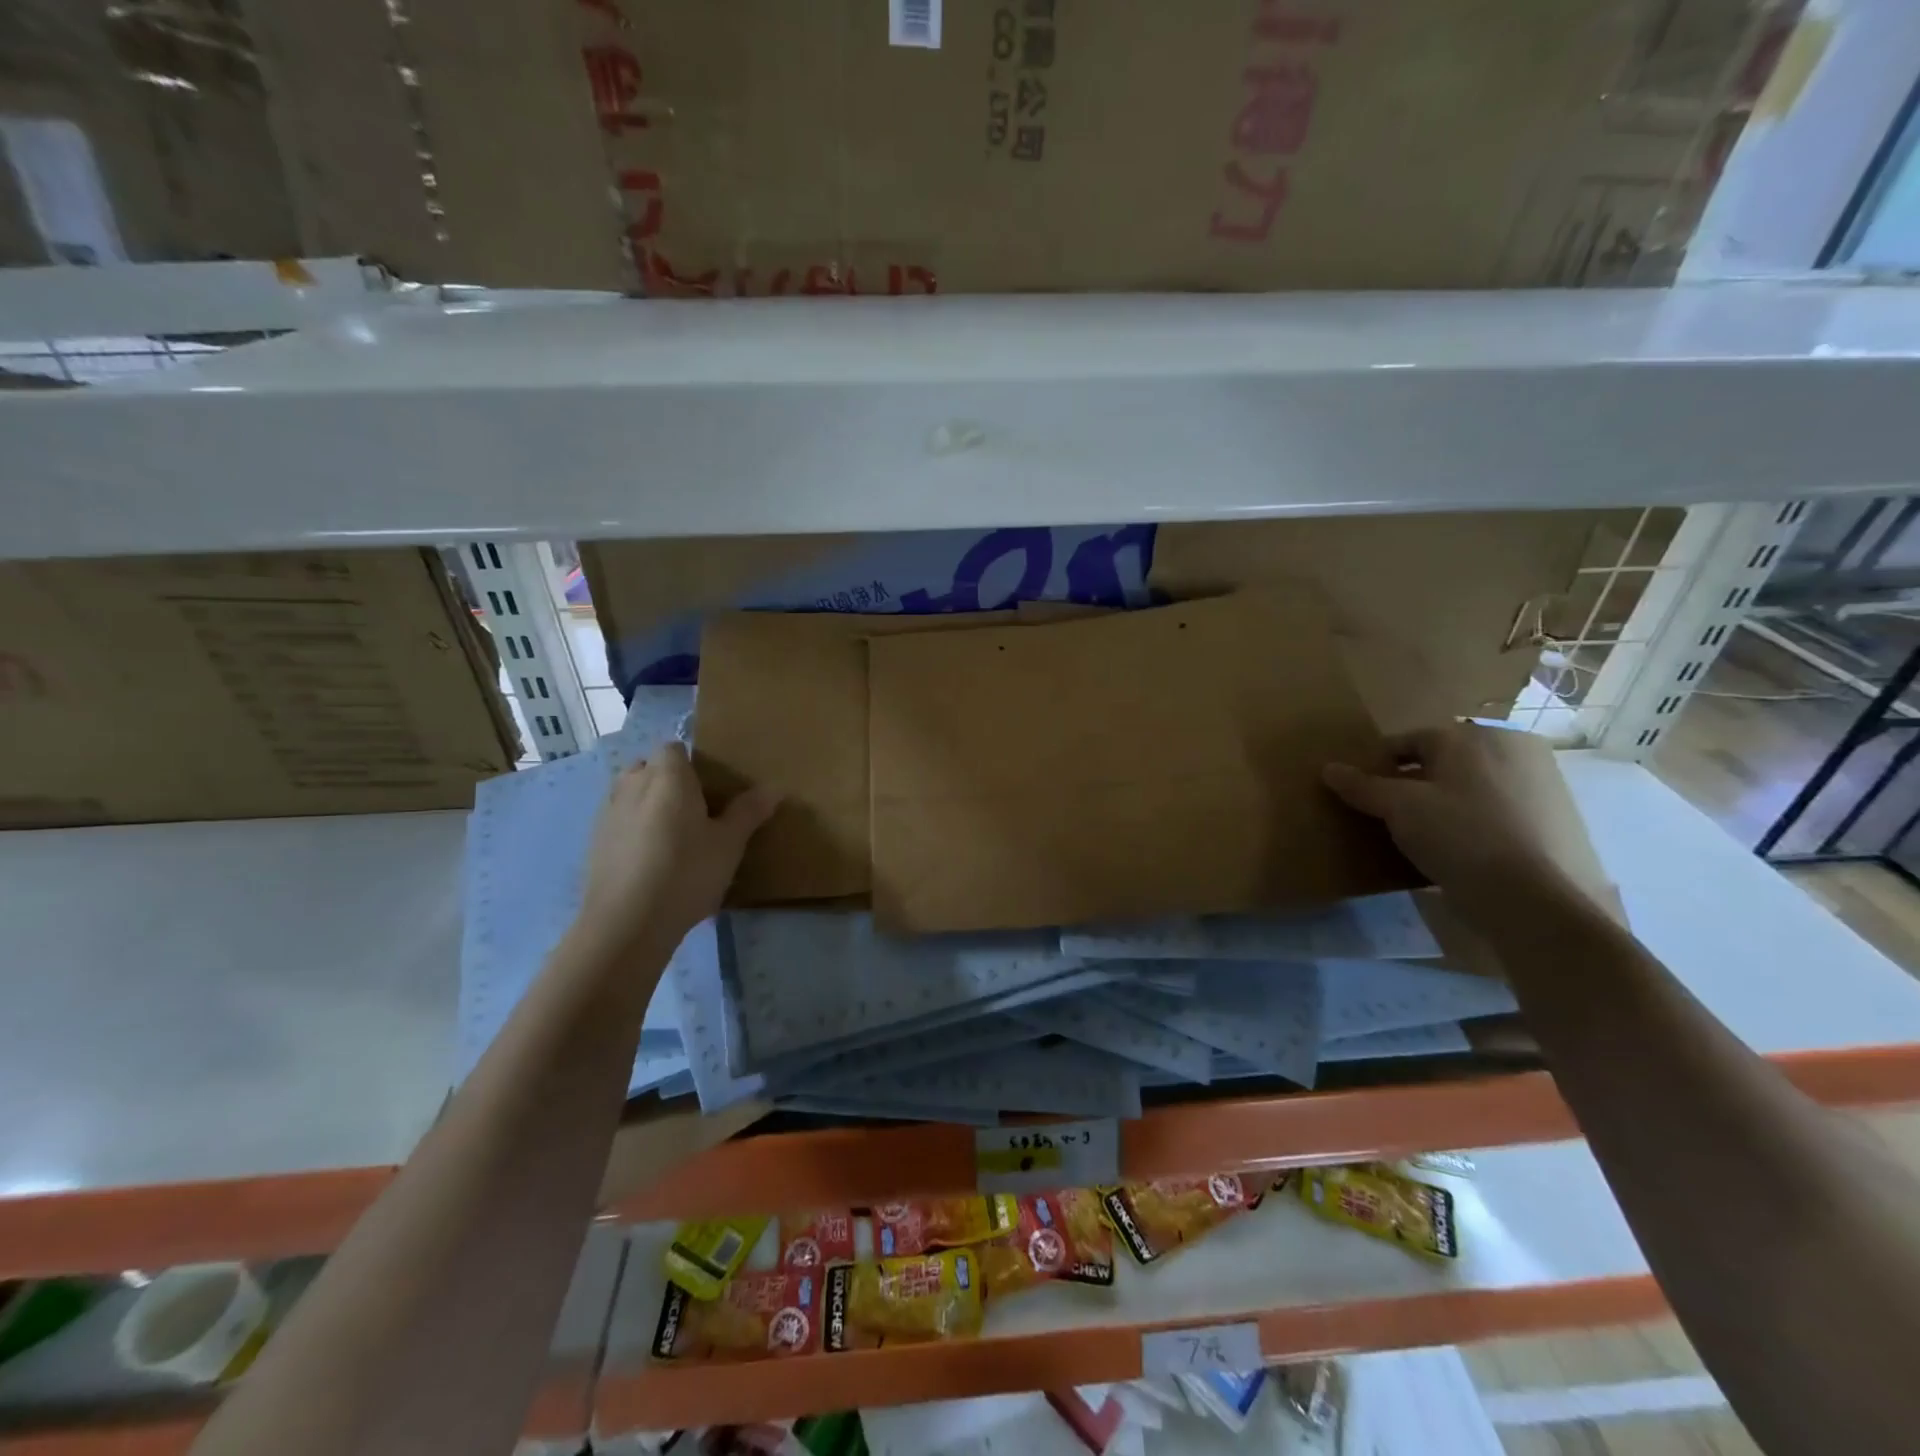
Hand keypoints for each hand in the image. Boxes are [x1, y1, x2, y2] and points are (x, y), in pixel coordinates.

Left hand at [578, 742, 777, 950]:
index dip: (691, 762)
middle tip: (695, 809)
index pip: (674, 748)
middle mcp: (632, 785)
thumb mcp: (729, 844)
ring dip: (648, 803)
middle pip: (648, 767)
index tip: (710, 786)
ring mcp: (607, 813)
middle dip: (667, 780)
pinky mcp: (594, 843)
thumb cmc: (686, 872)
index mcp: (667, 776)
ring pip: (630, 793)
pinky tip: (651, 860)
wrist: (626, 923)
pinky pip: (619, 822)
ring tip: (673, 834)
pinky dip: (633, 830)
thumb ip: (749, 812)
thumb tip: (774, 788)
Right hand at [1323, 723, 1605, 914]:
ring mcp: (1533, 788)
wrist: (1530, 897)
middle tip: (1382, 811)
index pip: (1409, 740)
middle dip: (1409, 782)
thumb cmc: (1457, 834)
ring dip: (1438, 804)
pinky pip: (1490, 813)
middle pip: (1440, 764)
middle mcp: (1506, 752)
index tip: (1358, 788)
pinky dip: (1467, 824)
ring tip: (1412, 833)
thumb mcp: (1398, 807)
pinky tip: (1450, 850)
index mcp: (1468, 740)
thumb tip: (1328, 768)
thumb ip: (1362, 785)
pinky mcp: (1546, 823)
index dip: (1378, 762)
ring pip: (1466, 789)